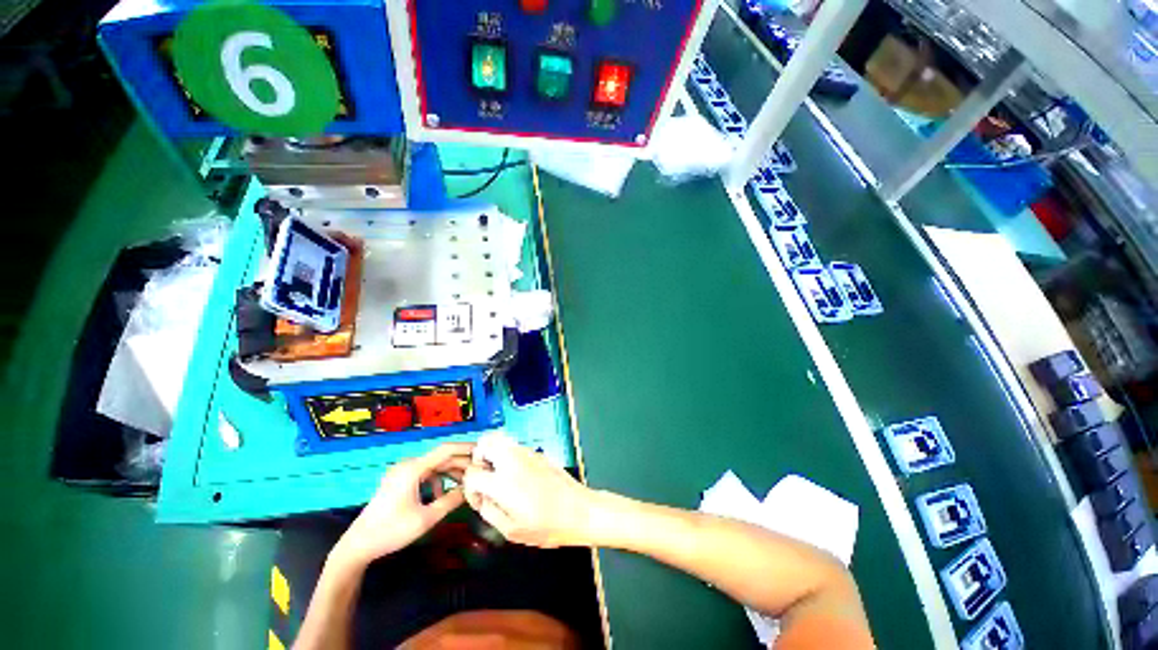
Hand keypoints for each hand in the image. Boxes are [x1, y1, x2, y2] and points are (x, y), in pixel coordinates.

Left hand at [332, 443, 473, 567]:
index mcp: (413, 469)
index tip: (483, 450)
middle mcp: (408, 465)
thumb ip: (450, 501)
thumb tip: (469, 489)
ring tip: (466, 484)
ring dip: (451, 473)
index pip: (446, 450)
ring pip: (435, 466)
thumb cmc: (391, 532)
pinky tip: (440, 496)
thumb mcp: (425, 519)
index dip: (466, 448)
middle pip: (441, 458)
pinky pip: (425, 474)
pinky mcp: (400, 480)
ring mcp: (402, 472)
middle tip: (480, 471)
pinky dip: (437, 481)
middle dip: (461, 464)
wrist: (357, 546)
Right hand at [463, 432, 594, 547]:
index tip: (480, 500)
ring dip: (494, 454)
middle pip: (485, 442)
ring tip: (500, 476)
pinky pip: (516, 447)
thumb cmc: (547, 525)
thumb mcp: (511, 530)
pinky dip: (510, 457)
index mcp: (503, 481)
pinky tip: (519, 477)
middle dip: (479, 459)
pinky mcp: (539, 453)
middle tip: (486, 478)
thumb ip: (489, 512)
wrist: (579, 510)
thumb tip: (481, 499)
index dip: (470, 488)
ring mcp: (528, 453)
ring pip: (502, 440)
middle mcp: (513, 460)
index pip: (472, 473)